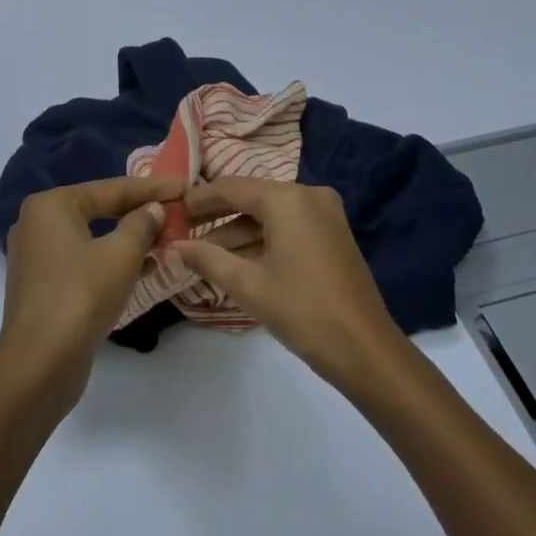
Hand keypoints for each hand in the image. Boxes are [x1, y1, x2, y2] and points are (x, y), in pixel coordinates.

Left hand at [0, 175, 183, 410]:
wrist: (39, 365)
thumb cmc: (81, 296)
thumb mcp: (121, 255)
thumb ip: (142, 224)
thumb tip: (153, 209)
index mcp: (51, 205)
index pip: (111, 189)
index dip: (152, 187)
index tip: (185, 185)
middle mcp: (38, 224)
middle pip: (100, 209)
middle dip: (140, 212)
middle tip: (177, 209)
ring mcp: (37, 257)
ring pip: (94, 237)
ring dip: (130, 239)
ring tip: (168, 238)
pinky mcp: (44, 286)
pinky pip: (85, 261)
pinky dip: (112, 260)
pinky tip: (145, 267)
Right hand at [175, 178, 407, 389]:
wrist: (364, 348)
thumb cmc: (301, 310)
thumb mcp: (248, 284)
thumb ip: (207, 259)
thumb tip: (172, 247)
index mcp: (288, 199)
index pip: (232, 187)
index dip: (199, 199)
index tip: (171, 211)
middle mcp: (308, 195)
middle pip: (252, 197)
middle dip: (216, 216)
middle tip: (182, 231)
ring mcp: (325, 213)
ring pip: (270, 214)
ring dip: (238, 231)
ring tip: (202, 253)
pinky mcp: (332, 233)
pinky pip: (288, 226)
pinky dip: (262, 239)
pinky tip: (235, 260)